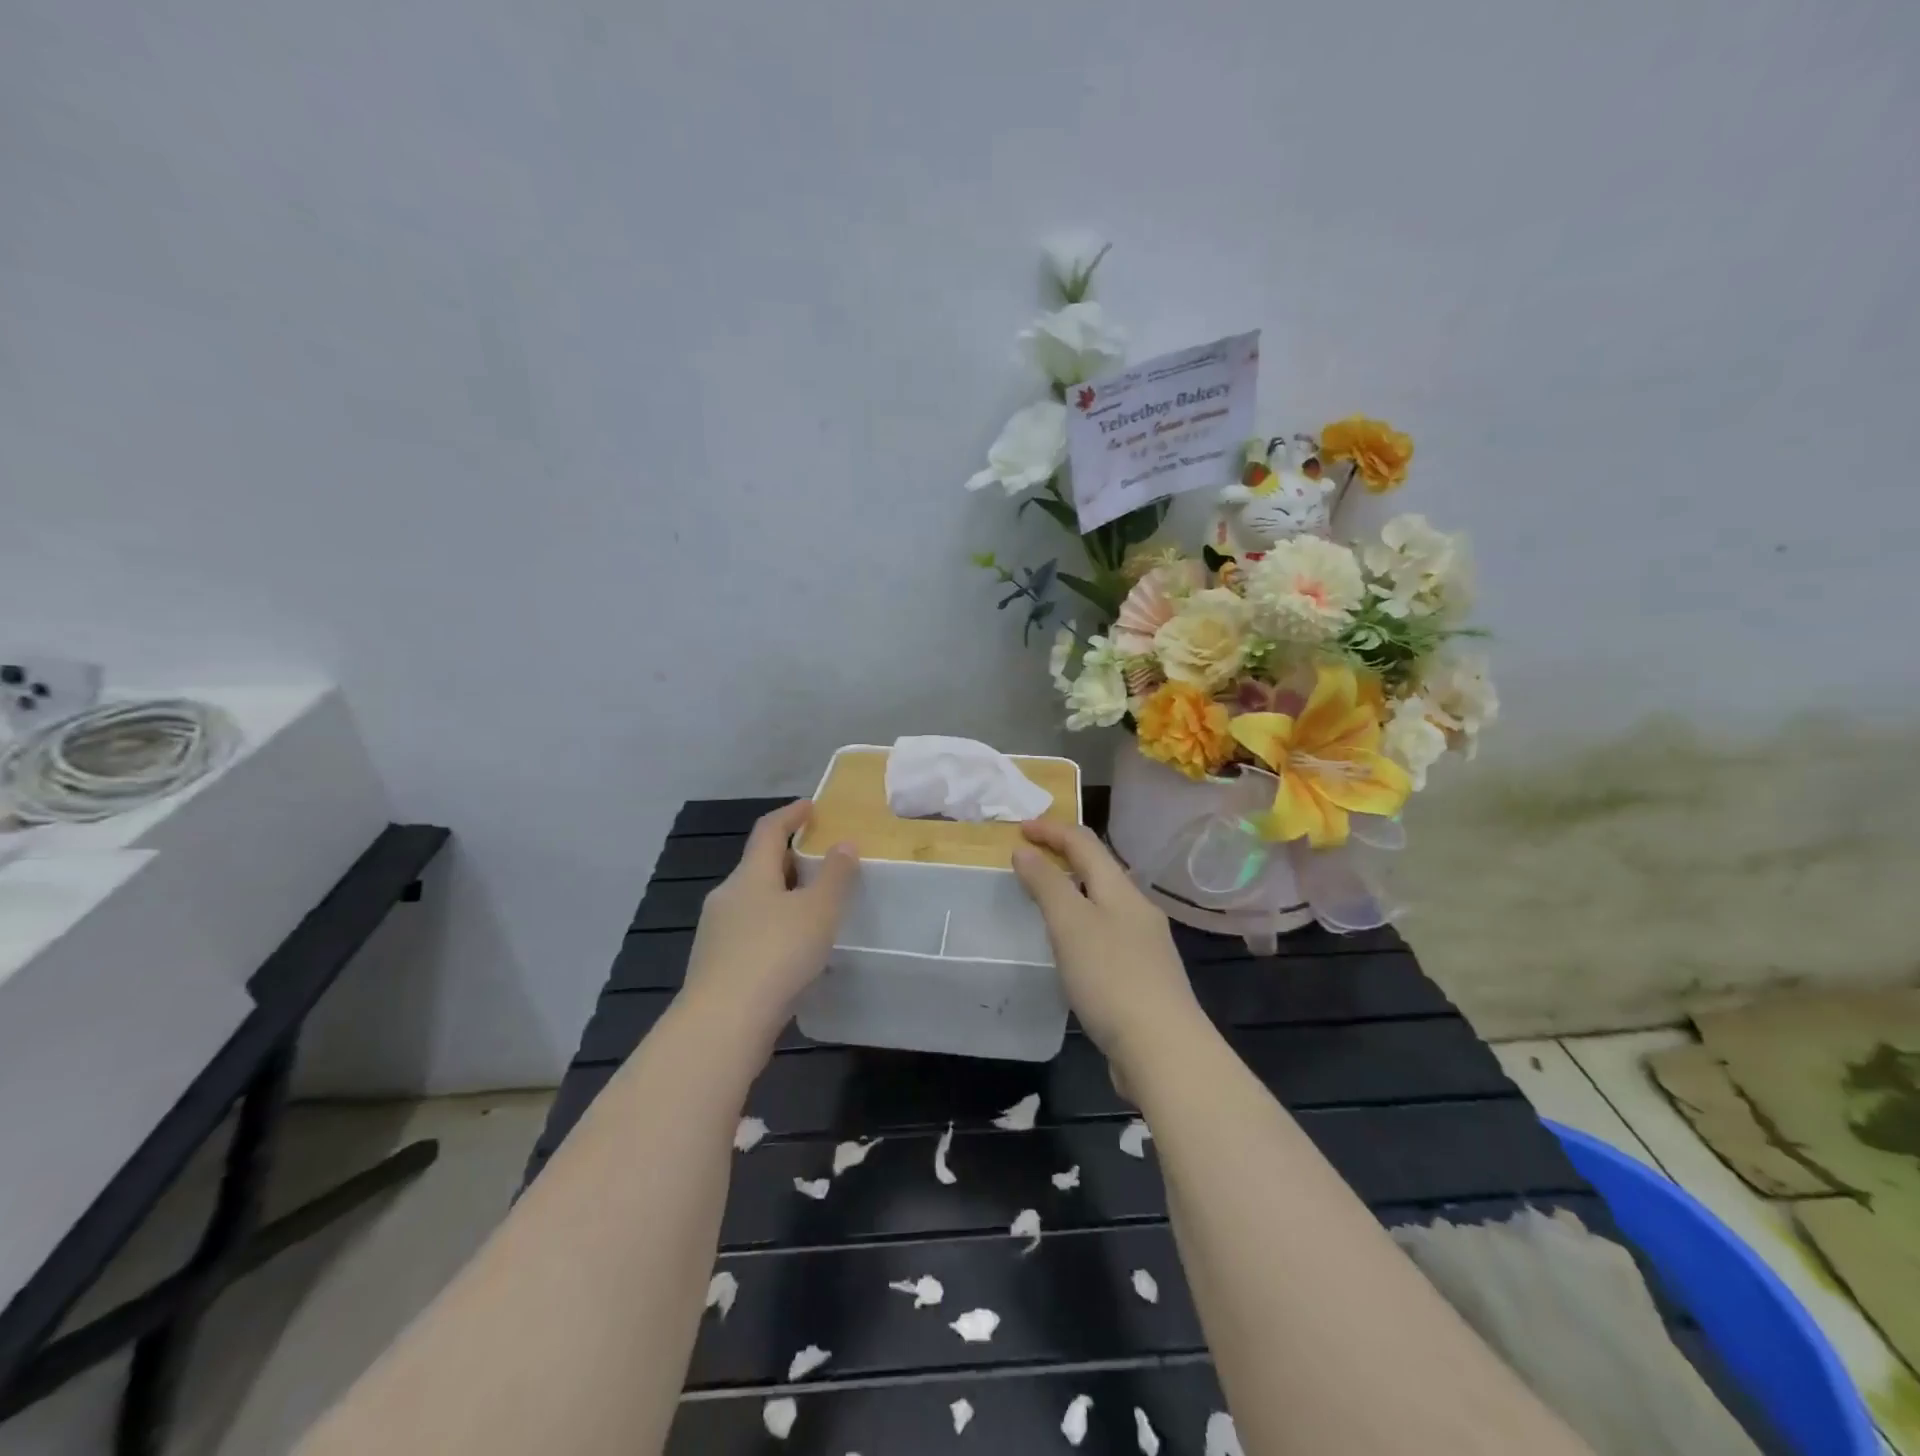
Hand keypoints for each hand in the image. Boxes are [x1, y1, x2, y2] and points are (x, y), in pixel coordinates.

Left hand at [682, 801, 858, 1047]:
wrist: (723, 1024)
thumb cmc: (776, 954)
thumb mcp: (819, 911)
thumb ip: (836, 875)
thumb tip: (844, 843)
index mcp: (750, 875)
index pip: (769, 831)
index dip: (791, 815)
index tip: (811, 807)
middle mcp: (727, 897)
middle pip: (760, 867)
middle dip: (791, 861)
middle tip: (823, 866)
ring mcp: (716, 933)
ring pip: (754, 903)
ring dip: (782, 899)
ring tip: (814, 912)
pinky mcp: (715, 967)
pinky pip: (750, 934)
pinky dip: (773, 930)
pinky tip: (792, 953)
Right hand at [1012, 819, 1204, 1075]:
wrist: (1163, 1050)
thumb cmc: (1111, 977)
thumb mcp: (1070, 924)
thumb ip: (1047, 884)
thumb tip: (1024, 850)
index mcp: (1121, 890)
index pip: (1085, 843)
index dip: (1051, 830)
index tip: (1017, 829)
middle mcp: (1137, 910)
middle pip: (1098, 869)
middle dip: (1063, 856)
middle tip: (1027, 859)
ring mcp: (1144, 945)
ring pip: (1103, 903)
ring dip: (1072, 891)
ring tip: (1042, 900)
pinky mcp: (1142, 977)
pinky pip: (1106, 934)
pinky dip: (1081, 925)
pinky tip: (1070, 949)